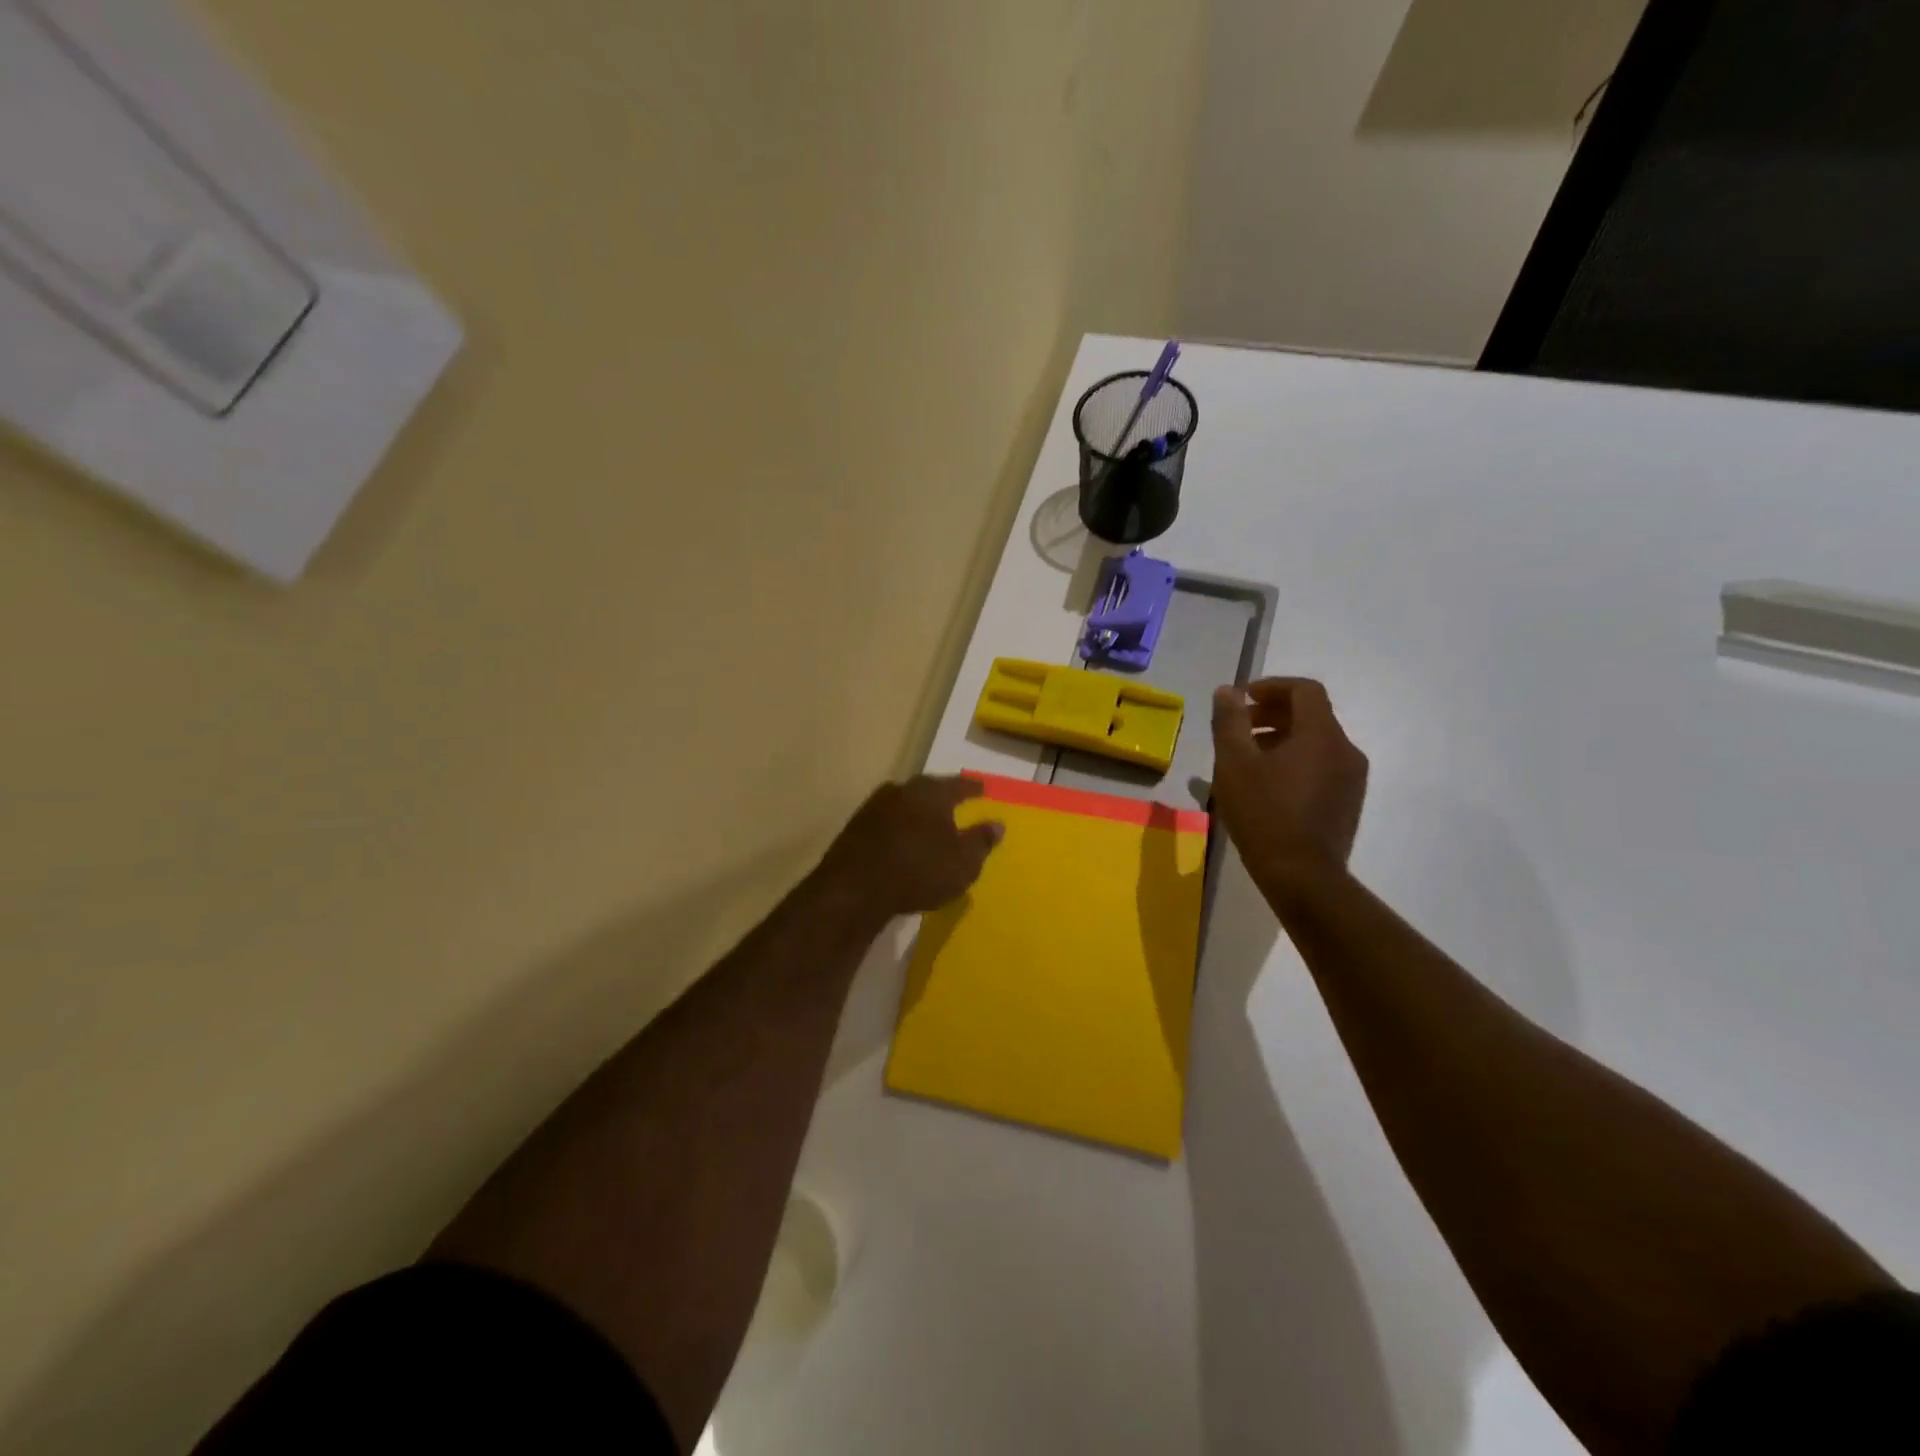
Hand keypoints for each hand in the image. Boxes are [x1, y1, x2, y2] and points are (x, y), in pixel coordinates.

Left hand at [819, 775, 1003, 920]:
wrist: (855, 889)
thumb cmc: (919, 871)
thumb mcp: (963, 863)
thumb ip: (981, 841)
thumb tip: (997, 824)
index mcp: (931, 793)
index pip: (958, 784)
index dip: (973, 787)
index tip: (983, 787)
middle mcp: (902, 791)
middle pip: (927, 789)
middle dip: (942, 796)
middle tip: (955, 802)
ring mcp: (874, 807)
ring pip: (904, 804)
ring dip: (918, 813)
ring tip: (929, 824)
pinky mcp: (855, 827)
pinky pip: (887, 822)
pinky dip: (899, 828)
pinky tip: (903, 842)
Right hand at [1211, 679, 1367, 880]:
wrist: (1302, 876)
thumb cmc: (1264, 814)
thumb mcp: (1234, 763)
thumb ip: (1230, 721)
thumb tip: (1227, 691)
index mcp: (1321, 735)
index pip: (1304, 690)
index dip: (1272, 687)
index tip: (1242, 698)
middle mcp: (1345, 750)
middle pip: (1311, 715)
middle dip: (1272, 713)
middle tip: (1238, 728)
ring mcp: (1351, 779)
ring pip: (1316, 742)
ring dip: (1281, 738)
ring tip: (1246, 758)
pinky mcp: (1348, 802)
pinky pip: (1321, 766)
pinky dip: (1294, 761)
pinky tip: (1266, 785)